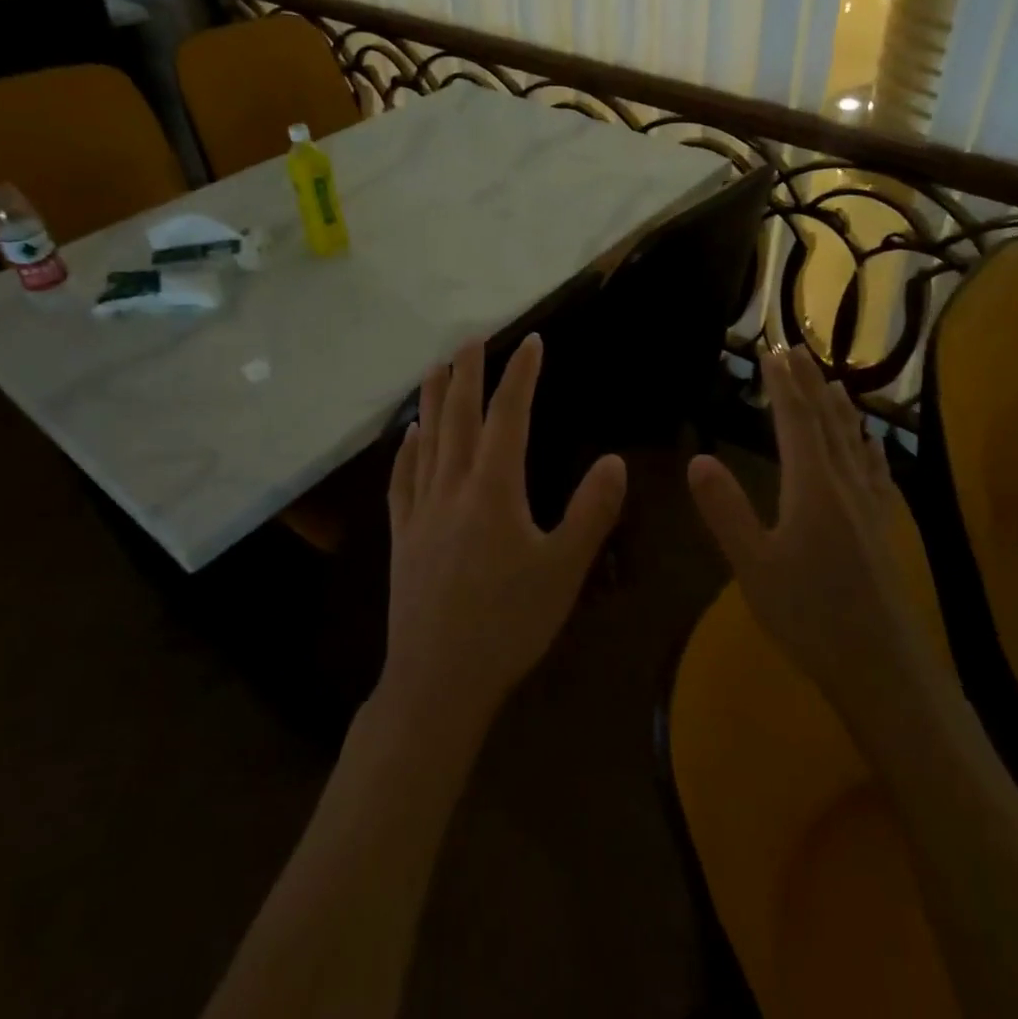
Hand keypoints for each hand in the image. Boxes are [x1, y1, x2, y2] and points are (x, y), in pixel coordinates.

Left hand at [380, 336, 627, 731]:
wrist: (438, 679)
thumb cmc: (509, 624)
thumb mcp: (565, 569)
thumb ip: (591, 511)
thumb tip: (615, 460)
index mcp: (493, 489)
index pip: (509, 416)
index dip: (521, 375)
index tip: (532, 342)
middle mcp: (452, 486)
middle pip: (458, 416)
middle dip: (467, 372)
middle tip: (473, 339)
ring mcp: (421, 510)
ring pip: (426, 439)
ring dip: (432, 399)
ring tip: (436, 367)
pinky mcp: (402, 535)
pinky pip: (402, 479)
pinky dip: (406, 450)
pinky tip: (409, 436)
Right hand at [688, 345, 910, 701]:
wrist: (883, 667)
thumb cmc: (810, 616)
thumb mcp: (754, 566)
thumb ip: (726, 511)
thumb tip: (697, 459)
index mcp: (812, 486)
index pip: (796, 420)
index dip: (783, 383)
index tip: (773, 350)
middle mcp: (845, 484)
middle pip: (827, 420)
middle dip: (808, 382)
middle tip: (796, 349)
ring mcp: (870, 505)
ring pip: (854, 440)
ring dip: (839, 406)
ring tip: (831, 378)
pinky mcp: (884, 526)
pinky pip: (875, 470)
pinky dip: (868, 444)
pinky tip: (870, 442)